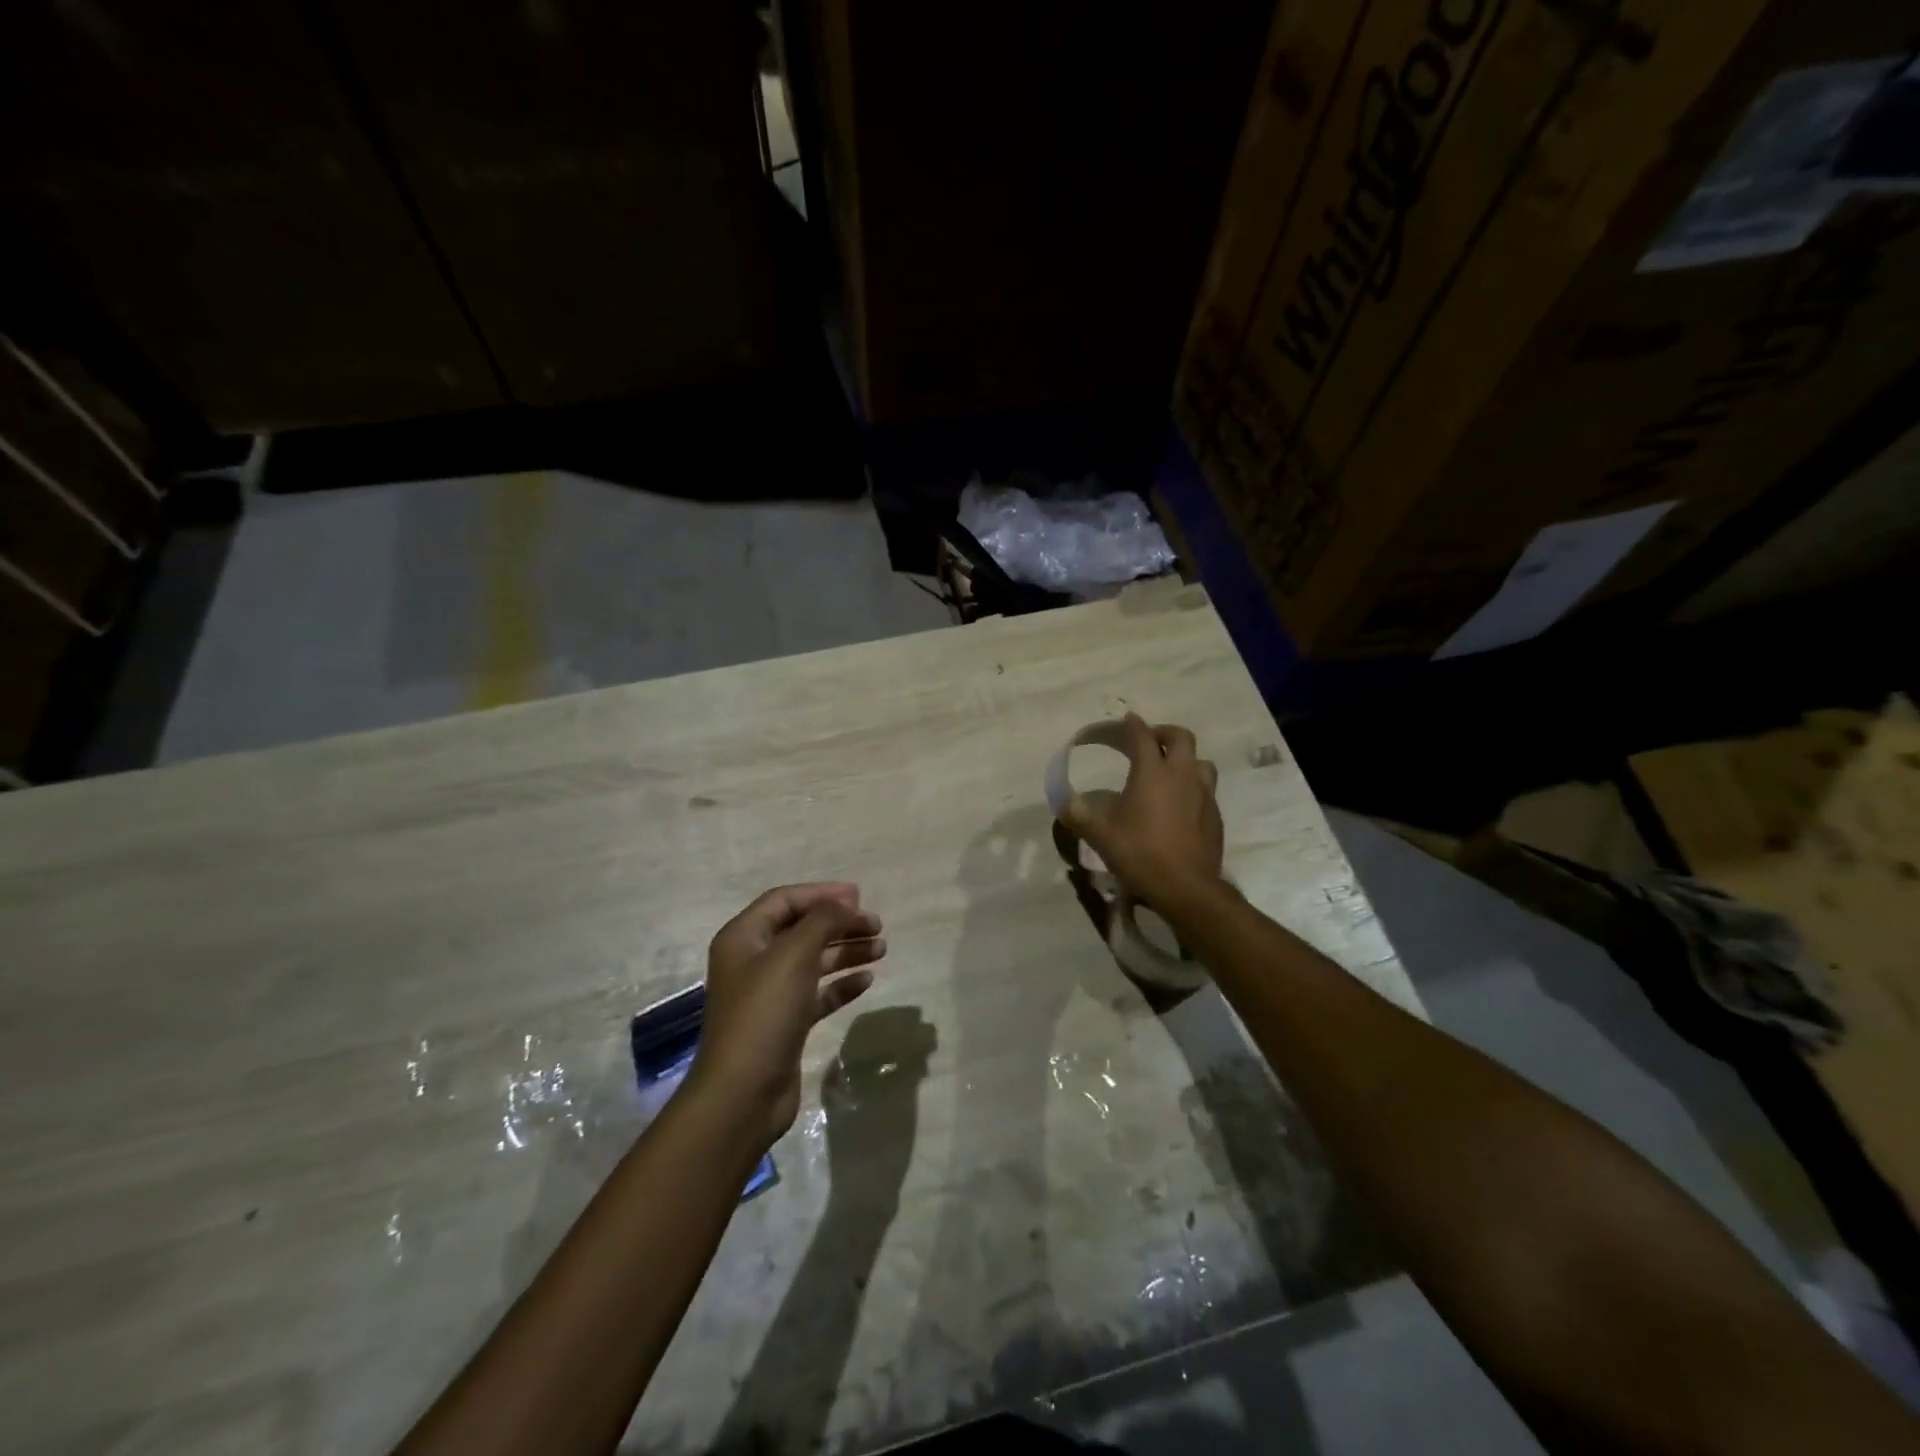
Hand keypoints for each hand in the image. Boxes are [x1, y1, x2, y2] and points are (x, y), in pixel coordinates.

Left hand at [689, 884, 886, 1149]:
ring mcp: (769, 994)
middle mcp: (753, 961)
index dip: (822, 894)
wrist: (743, 1094)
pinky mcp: (785, 1023)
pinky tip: (866, 981)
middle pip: (802, 929)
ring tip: (881, 949)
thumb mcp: (794, 954)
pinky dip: (841, 984)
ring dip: (846, 951)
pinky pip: (817, 993)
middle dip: (840, 924)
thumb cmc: (764, 1013)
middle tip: (877, 925)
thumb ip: (823, 920)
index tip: (859, 897)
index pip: (785, 901)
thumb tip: (845, 903)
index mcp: (743, 938)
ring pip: (813, 961)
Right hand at [1059, 713, 1223, 911]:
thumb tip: (1064, 803)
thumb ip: (1079, 815)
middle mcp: (1181, 776)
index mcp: (1152, 773)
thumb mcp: (1100, 835)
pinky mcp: (1215, 815)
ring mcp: (1203, 795)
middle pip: (1181, 738)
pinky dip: (1193, 787)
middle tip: (1150, 742)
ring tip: (1171, 771)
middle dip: (1164, 733)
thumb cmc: (1140, 854)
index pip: (1142, 736)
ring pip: (1201, 762)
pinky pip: (1206, 790)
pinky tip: (1181, 805)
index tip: (1127, 719)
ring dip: (1185, 760)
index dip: (1133, 725)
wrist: (1187, 888)